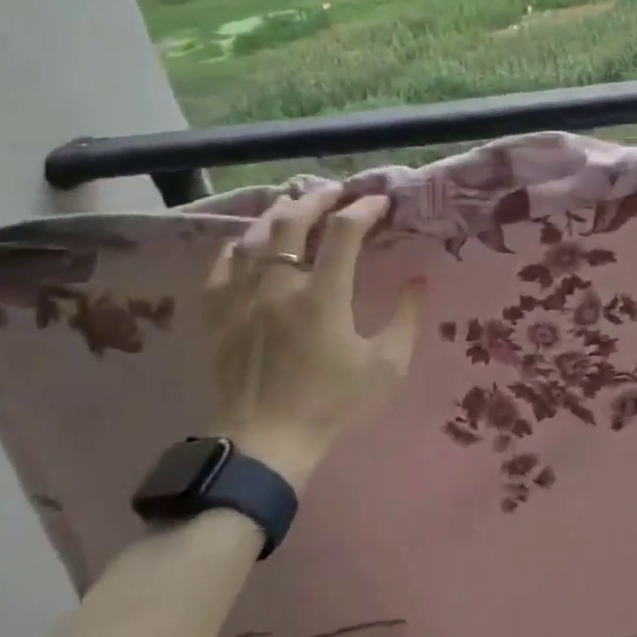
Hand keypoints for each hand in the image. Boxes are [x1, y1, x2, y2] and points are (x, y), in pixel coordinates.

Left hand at [204, 189, 424, 485]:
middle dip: (318, 199)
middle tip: (336, 191)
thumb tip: (419, 279)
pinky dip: (238, 247)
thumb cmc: (332, 405)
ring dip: (278, 214)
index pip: (344, 232)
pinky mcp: (218, 317)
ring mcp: (242, 299)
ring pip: (255, 238)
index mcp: (323, 296)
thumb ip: (407, 318)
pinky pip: (221, 267)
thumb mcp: (387, 367)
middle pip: (293, 222)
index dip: (364, 209)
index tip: (380, 202)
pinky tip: (248, 242)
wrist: (265, 445)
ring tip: (295, 204)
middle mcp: (279, 286)